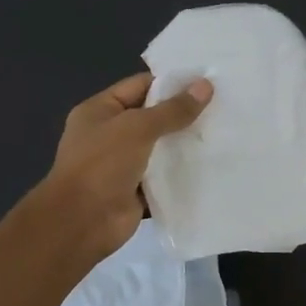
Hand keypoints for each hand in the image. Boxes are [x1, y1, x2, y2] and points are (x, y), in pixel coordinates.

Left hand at [43, 71, 212, 258]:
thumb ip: (172, 110)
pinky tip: (212, 166)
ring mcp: (123, 165)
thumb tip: (205, 86)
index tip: (207, 82)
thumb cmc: (102, 165)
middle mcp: (110, 135)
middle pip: (153, 118)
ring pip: (161, 149)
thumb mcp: (137, 128)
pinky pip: (164, 178)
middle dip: (184, 114)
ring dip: (186, 146)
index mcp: (100, 111)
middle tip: (223, 107)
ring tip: (224, 134)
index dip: (172, 83)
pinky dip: (183, 175)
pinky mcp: (136, 192)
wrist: (81, 222)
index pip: (140, 86)